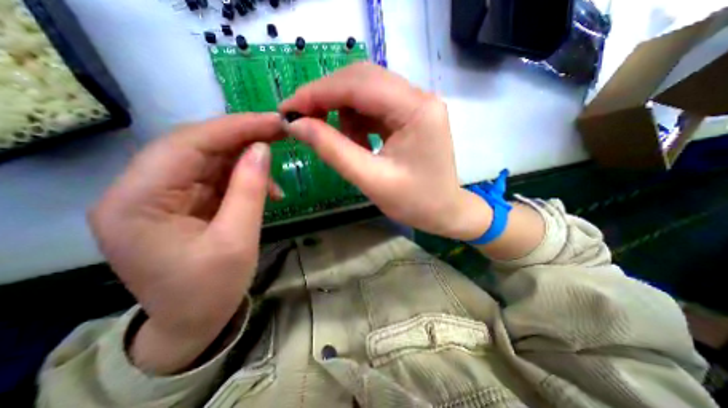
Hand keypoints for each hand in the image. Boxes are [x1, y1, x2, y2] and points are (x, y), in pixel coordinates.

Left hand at [89, 113, 282, 374]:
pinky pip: (216, 178)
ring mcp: (162, 195)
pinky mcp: (183, 202)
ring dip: (246, 161)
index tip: (273, 121)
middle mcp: (140, 190)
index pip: (187, 144)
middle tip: (280, 133)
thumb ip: (249, 190)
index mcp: (137, 202)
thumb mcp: (237, 240)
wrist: (194, 322)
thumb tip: (262, 148)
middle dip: (242, 138)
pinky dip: (244, 179)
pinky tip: (266, 191)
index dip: (234, 128)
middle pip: (196, 147)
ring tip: (274, 174)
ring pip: (209, 160)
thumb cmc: (211, 289)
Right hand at [282, 64, 490, 239]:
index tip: (288, 108)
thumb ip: (333, 150)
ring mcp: (416, 104)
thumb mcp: (371, 179)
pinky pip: (375, 107)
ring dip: (345, 115)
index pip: (358, 84)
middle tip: (304, 122)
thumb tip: (296, 124)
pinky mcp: (411, 115)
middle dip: (328, 99)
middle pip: (362, 80)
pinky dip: (359, 123)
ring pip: (366, 92)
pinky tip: (361, 145)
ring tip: (347, 146)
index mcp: (416, 110)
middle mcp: (419, 97)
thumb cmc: (414, 202)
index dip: (318, 93)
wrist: (444, 212)